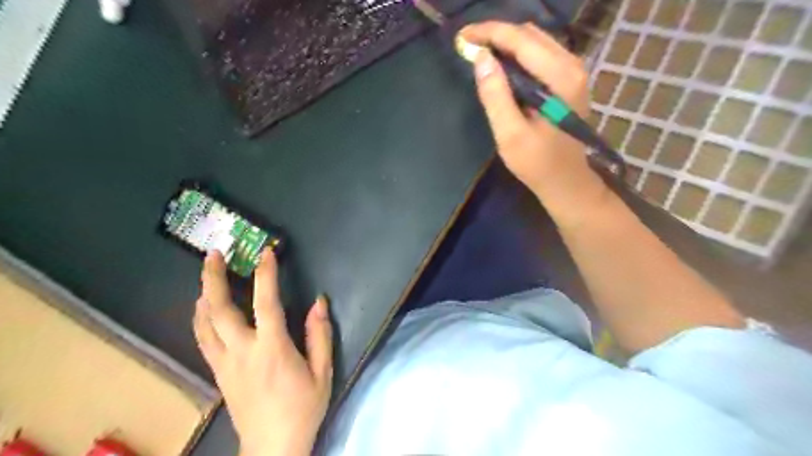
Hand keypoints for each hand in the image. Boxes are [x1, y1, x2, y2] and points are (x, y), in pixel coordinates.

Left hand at [192, 250, 332, 455]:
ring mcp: (225, 363)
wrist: (272, 448)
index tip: (265, 253)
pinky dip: (201, 318)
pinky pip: (203, 339)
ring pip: (203, 324)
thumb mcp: (322, 372)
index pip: (266, 303)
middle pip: (219, 310)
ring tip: (206, 274)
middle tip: (213, 255)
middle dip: (213, 278)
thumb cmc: (302, 408)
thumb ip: (320, 335)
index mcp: (272, 349)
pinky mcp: (218, 373)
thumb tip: (319, 303)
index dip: (266, 275)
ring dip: (203, 295)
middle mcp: (242, 351)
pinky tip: (203, 309)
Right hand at [460, 21, 611, 227]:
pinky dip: (517, 52)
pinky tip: (500, 64)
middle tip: (467, 45)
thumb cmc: (538, 163)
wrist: (567, 181)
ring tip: (479, 51)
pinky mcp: (568, 79)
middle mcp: (571, 65)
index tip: (461, 37)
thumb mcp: (511, 135)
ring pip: (535, 40)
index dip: (488, 33)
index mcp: (560, 77)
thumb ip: (495, 96)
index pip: (520, 39)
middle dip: (496, 34)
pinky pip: (540, 52)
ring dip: (506, 41)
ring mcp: (573, 71)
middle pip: (530, 34)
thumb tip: (480, 58)